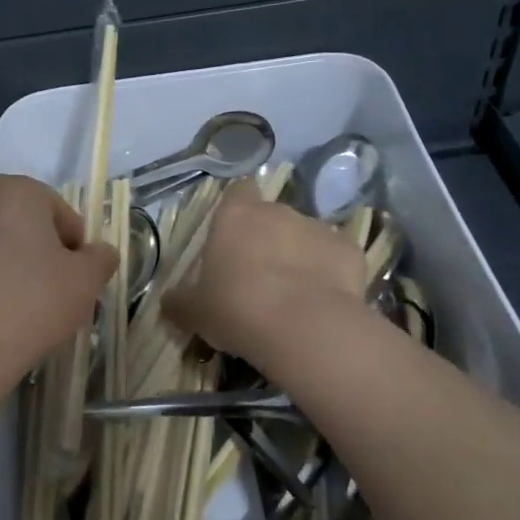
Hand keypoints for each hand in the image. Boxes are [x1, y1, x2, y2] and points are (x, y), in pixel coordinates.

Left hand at [0, 175, 118, 386]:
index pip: (60, 214)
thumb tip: (101, 253)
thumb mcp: (85, 282)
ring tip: (15, 312)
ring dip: (5, 269)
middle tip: (51, 298)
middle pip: (21, 227)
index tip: (76, 282)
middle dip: (38, 256)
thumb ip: (100, 259)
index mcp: (15, 191)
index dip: (75, 249)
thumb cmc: (31, 304)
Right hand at [164, 183, 367, 374]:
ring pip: (305, 236)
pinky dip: (330, 274)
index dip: (236, 209)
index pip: (237, 191)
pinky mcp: (350, 250)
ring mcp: (317, 228)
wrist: (305, 328)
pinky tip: (324, 302)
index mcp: (235, 217)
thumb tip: (169, 302)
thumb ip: (180, 301)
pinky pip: (336, 258)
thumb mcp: (195, 312)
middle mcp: (277, 213)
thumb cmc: (237, 309)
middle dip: (267, 239)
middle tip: (258, 278)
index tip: (233, 235)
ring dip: (299, 256)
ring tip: (294, 296)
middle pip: (271, 216)